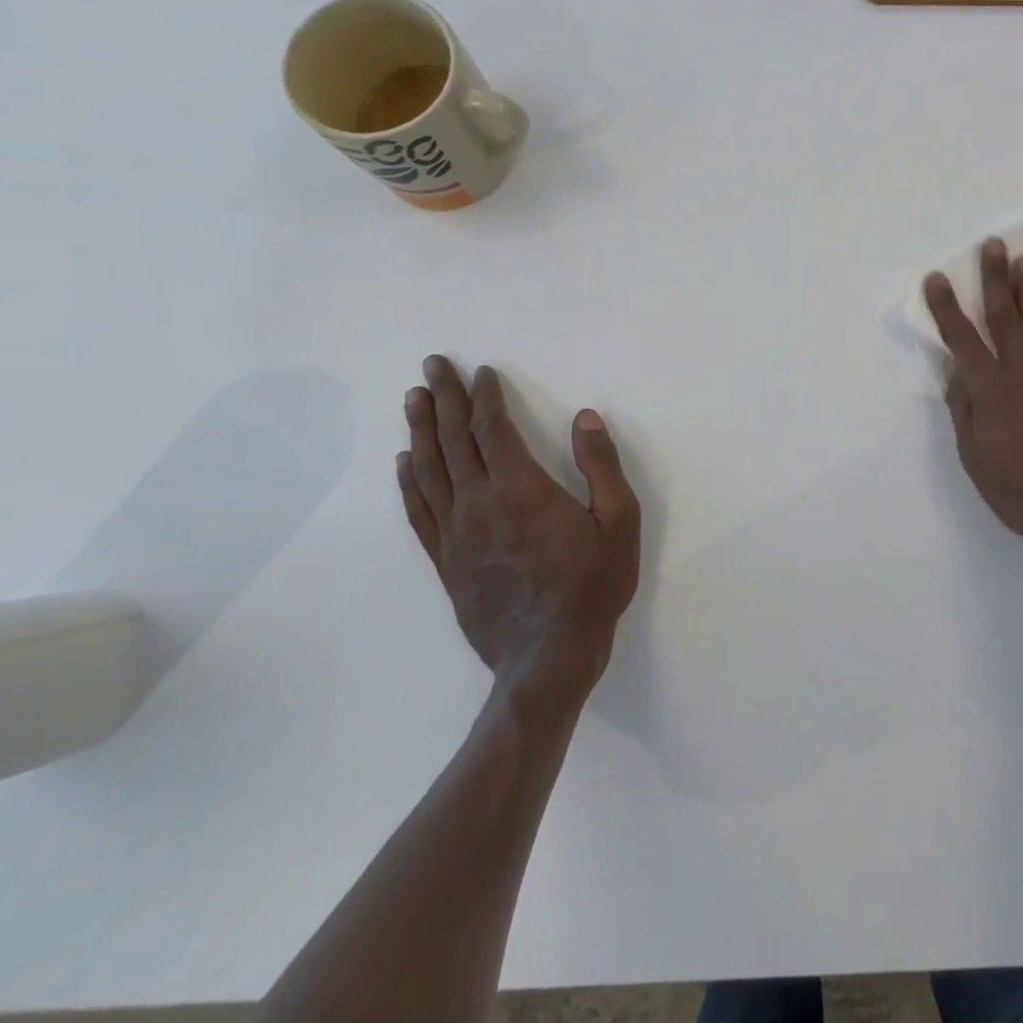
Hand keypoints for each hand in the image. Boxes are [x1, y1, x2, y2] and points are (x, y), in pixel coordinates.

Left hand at [398, 356, 640, 695]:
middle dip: (443, 399)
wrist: (548, 657)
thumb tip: (585, 417)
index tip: (481, 371)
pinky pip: (419, 512)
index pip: (493, 430)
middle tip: (432, 366)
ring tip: (413, 399)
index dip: (485, 397)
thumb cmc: (592, 585)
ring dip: (420, 431)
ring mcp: (457, 534)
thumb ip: (602, 466)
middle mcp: (480, 504)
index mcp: (522, 489)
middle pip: (454, 441)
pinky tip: (403, 463)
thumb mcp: (619, 522)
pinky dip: (408, 482)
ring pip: (429, 471)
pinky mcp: (446, 561)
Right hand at [925, 239, 1022, 595]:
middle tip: (992, 244)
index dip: (947, 308)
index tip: (937, 278)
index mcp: (991, 391)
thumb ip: (964, 412)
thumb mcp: (975, 460)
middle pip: (1004, 317)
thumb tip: (955, 374)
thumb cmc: (1020, 494)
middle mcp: (1021, 373)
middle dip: (994, 279)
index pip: (962, 339)